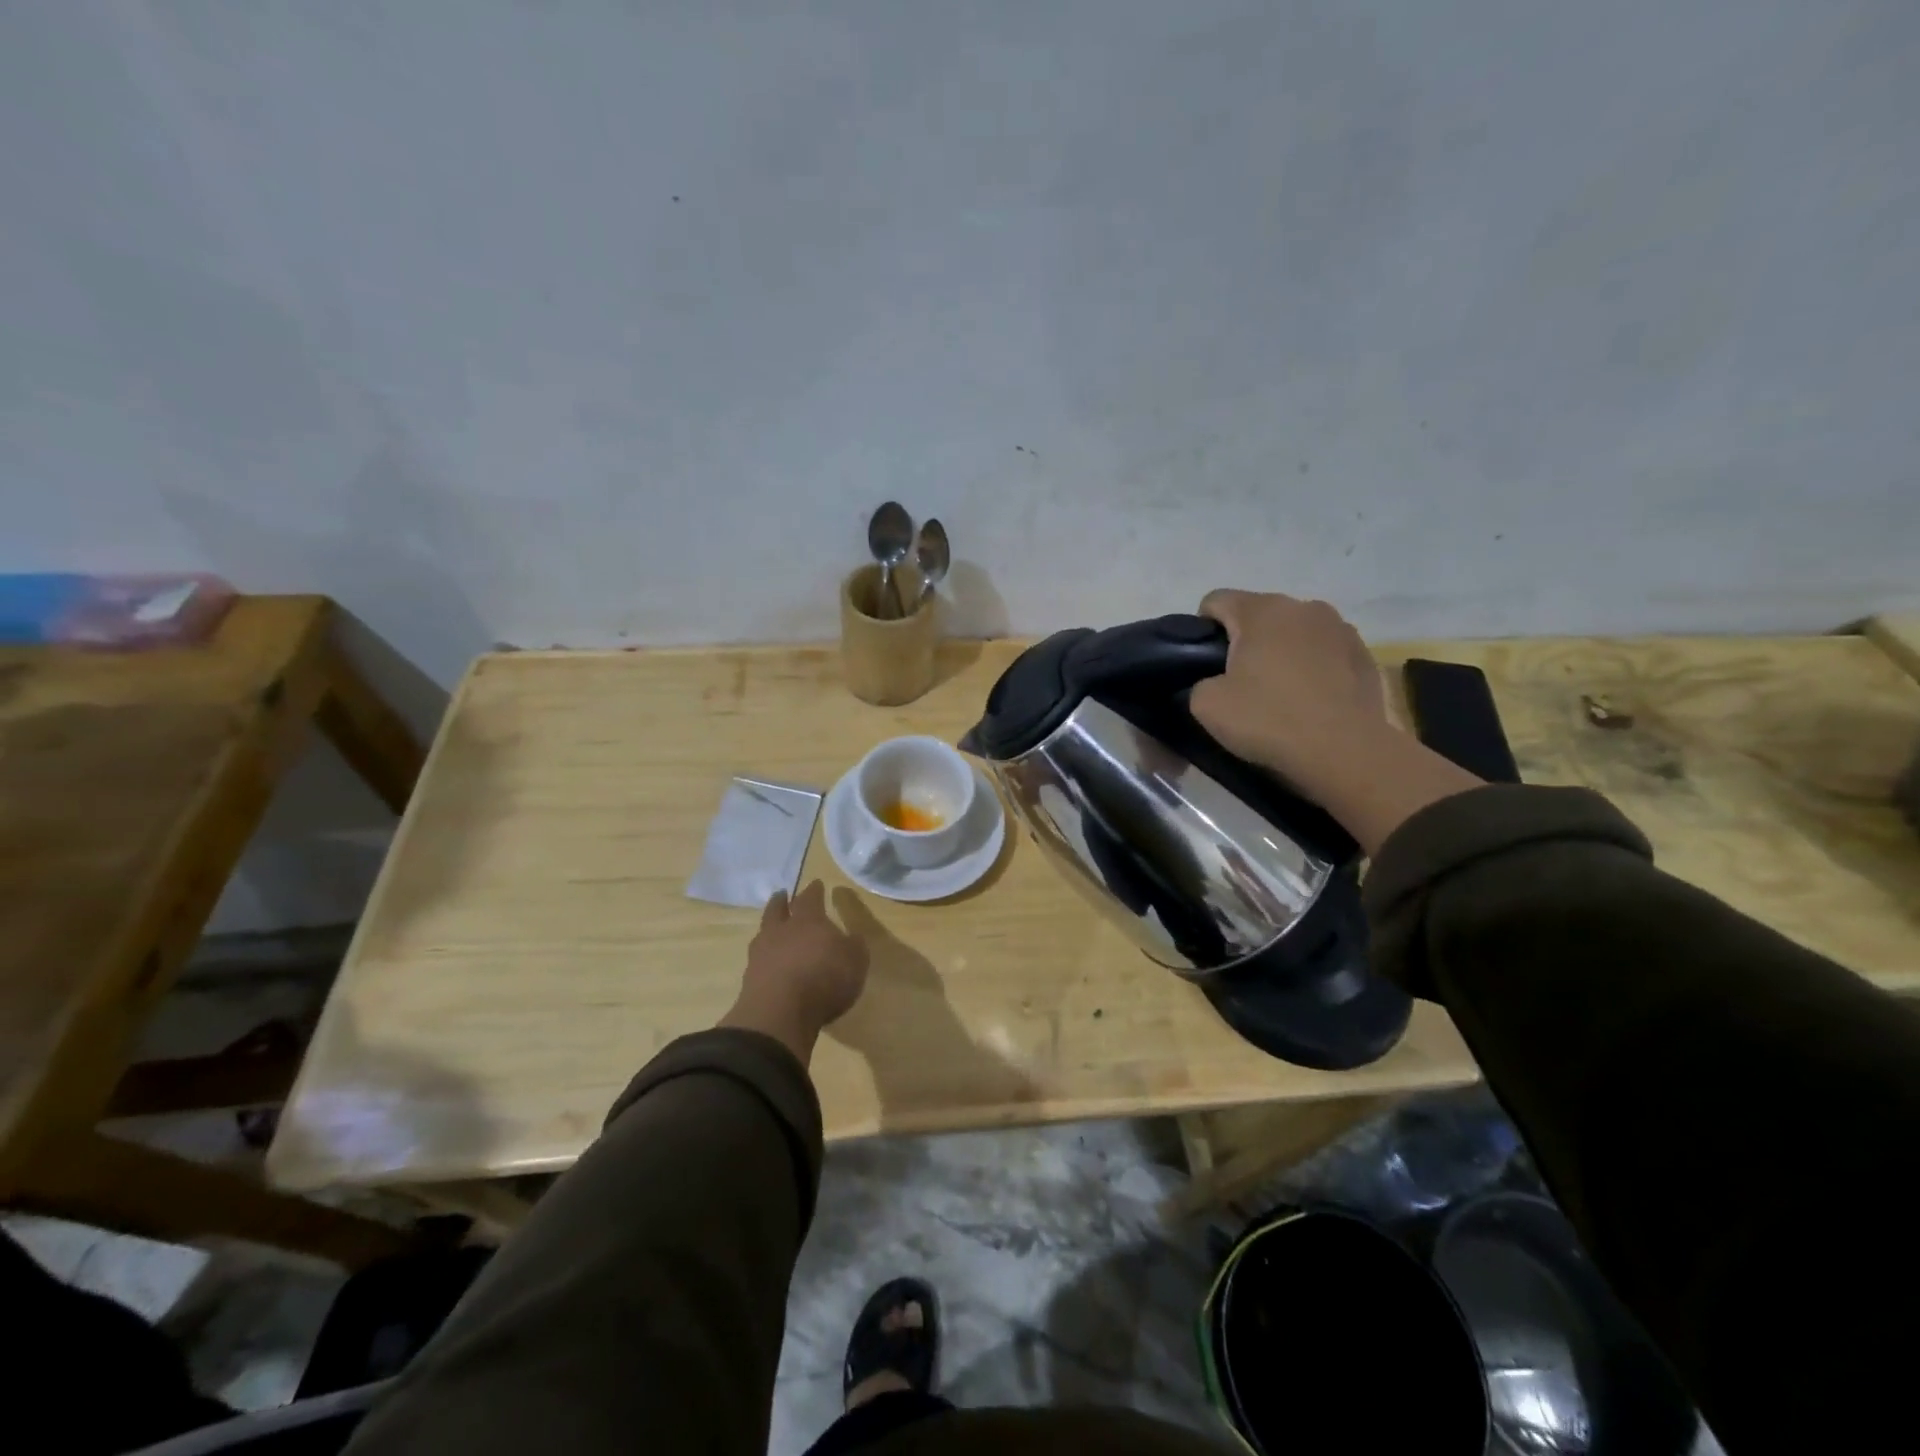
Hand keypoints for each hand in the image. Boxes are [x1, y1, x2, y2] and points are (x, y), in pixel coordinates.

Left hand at [720, 881, 869, 1063]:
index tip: (816, 883)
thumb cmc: (824, 979)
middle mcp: (781, 931)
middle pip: (777, 909)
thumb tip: (851, 937)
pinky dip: (765, 958)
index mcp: (808, 920)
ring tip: (773, 929)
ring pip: (764, 932)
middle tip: (782, 895)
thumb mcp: (855, 961)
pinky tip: (770, 963)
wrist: (779, 1013)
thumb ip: (854, 946)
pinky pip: (759, 960)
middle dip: (781, 901)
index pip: (810, 898)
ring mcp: (761, 954)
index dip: (814, 890)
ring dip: (769, 928)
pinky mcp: (750, 979)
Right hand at [1189, 590, 1391, 795]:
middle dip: (1244, 641)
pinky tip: (1311, 700)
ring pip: (1294, 632)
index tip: (1203, 664)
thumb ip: (1199, 682)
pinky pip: (1325, 652)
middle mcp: (1303, 606)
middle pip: (1258, 614)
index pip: (1215, 600)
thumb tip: (1214, 682)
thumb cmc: (1270, 720)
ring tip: (1280, 692)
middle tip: (1238, 683)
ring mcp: (1340, 628)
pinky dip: (1313, 667)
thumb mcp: (1206, 706)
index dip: (1201, 629)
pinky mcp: (1364, 653)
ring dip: (1282, 651)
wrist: (1344, 752)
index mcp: (1261, 610)